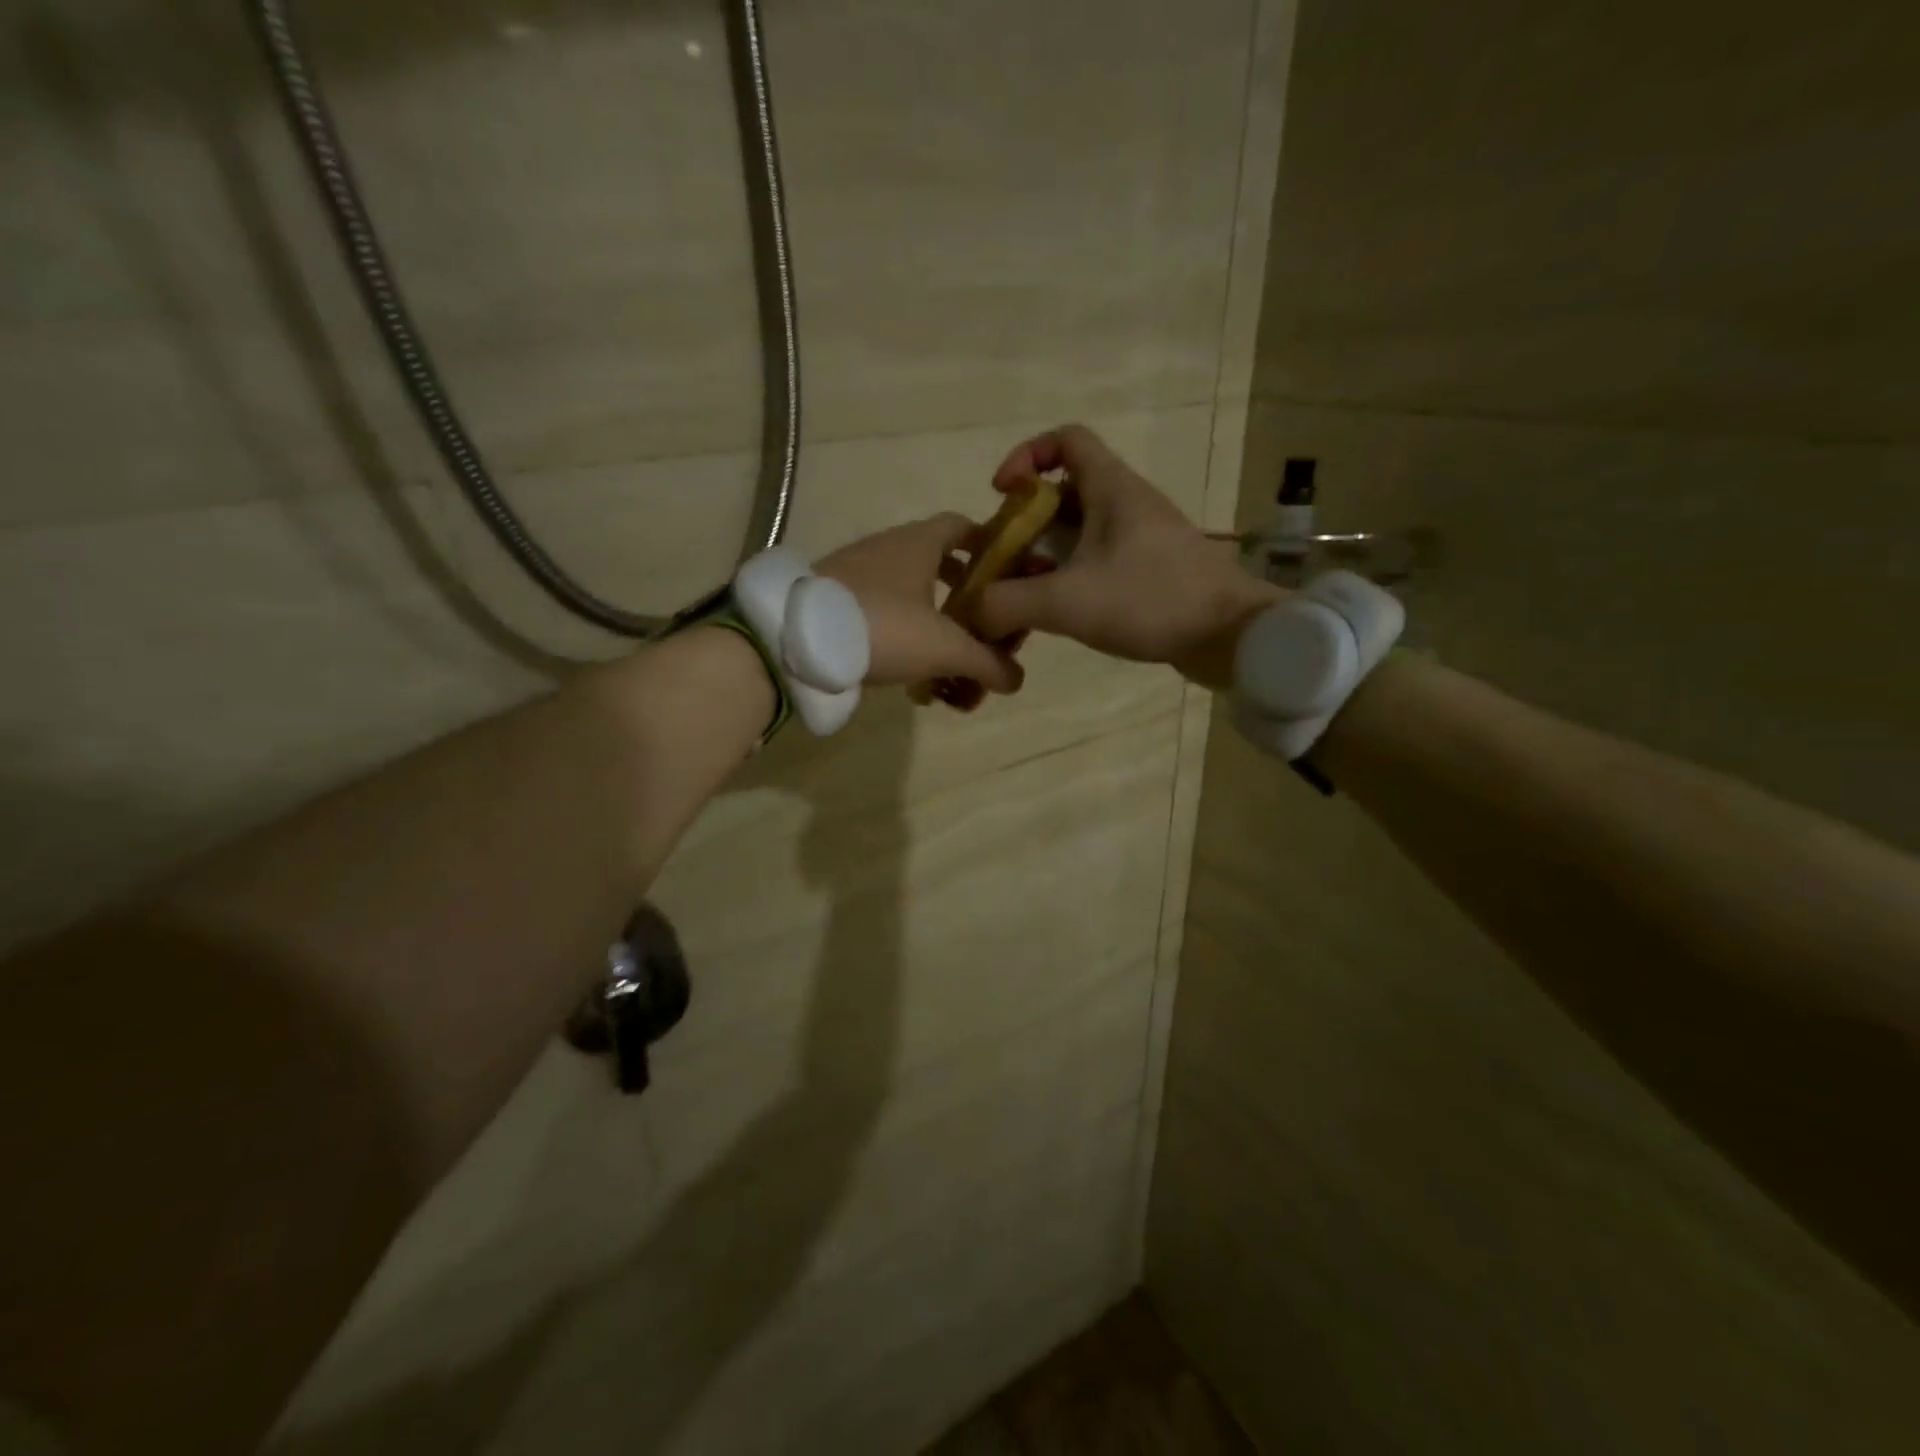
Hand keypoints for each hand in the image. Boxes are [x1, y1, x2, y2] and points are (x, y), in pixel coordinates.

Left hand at [817, 515, 1024, 694]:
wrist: (796, 640)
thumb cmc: (883, 627)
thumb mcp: (945, 648)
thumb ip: (986, 663)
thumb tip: (1016, 680)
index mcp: (919, 542)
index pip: (963, 526)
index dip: (989, 544)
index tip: (1007, 573)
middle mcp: (888, 547)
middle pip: (939, 562)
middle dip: (965, 596)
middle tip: (982, 626)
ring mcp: (857, 571)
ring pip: (909, 590)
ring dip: (934, 620)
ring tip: (947, 658)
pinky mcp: (835, 599)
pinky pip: (881, 609)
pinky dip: (902, 631)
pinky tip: (907, 667)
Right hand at [968, 425, 1281, 689]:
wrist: (1230, 634)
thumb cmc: (1150, 601)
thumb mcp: (1067, 602)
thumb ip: (1009, 604)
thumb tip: (971, 611)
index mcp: (1111, 489)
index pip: (1066, 439)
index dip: (1026, 455)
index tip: (1001, 494)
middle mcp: (1127, 503)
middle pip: (1065, 490)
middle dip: (1027, 520)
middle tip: (1004, 557)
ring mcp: (1142, 537)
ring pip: (1081, 529)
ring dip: (1047, 552)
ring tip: (1023, 589)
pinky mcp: (1151, 569)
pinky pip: (1099, 558)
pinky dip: (1071, 574)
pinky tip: (1058, 610)